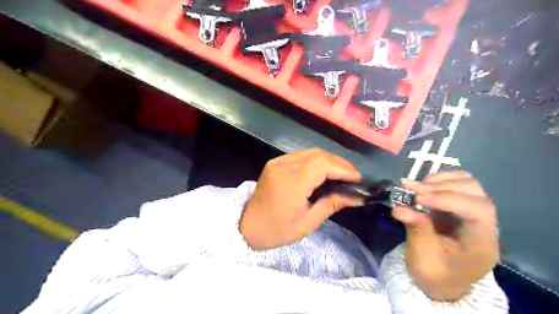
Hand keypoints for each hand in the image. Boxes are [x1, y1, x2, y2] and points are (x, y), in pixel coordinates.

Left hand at [240, 149, 361, 250]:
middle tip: (352, 177)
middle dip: (339, 163)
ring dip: (328, 160)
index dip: (343, 168)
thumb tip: (358, 197)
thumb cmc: (277, 230)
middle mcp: (284, 165)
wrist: (247, 227)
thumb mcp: (308, 221)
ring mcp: (278, 162)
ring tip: (341, 174)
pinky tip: (322, 171)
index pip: (323, 164)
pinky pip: (300, 156)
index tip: (357, 179)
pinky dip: (315, 160)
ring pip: (310, 152)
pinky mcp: (275, 163)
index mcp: (292, 181)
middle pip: (318, 154)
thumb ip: (333, 203)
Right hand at [390, 172, 499, 301]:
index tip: (418, 197)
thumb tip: (399, 208)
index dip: (448, 198)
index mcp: (481, 242)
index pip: (477, 210)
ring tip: (413, 186)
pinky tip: (421, 186)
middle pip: (474, 191)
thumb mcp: (423, 257)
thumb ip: (416, 230)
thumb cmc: (434, 273)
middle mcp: (484, 223)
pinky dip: (437, 180)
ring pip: (466, 182)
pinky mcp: (460, 206)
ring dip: (438, 180)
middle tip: (410, 189)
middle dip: (439, 186)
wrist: (442, 281)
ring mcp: (473, 212)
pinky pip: (455, 184)